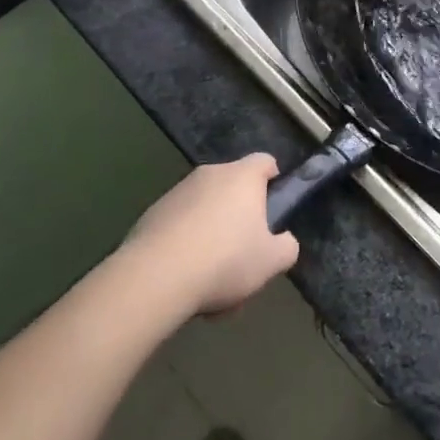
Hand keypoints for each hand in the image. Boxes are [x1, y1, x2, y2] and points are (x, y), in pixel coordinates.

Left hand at [121, 155, 297, 317]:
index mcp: (242, 176)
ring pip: (206, 208)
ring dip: (213, 233)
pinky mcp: (152, 213)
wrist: (157, 276)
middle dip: (241, 215)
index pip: (265, 161)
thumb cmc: (226, 260)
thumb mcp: (272, 261)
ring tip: (213, 277)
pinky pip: (180, 224)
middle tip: (246, 251)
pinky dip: (186, 244)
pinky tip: (185, 278)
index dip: (274, 180)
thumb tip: (282, 241)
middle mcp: (210, 174)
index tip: (274, 207)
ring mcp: (177, 192)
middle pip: (233, 187)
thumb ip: (286, 246)